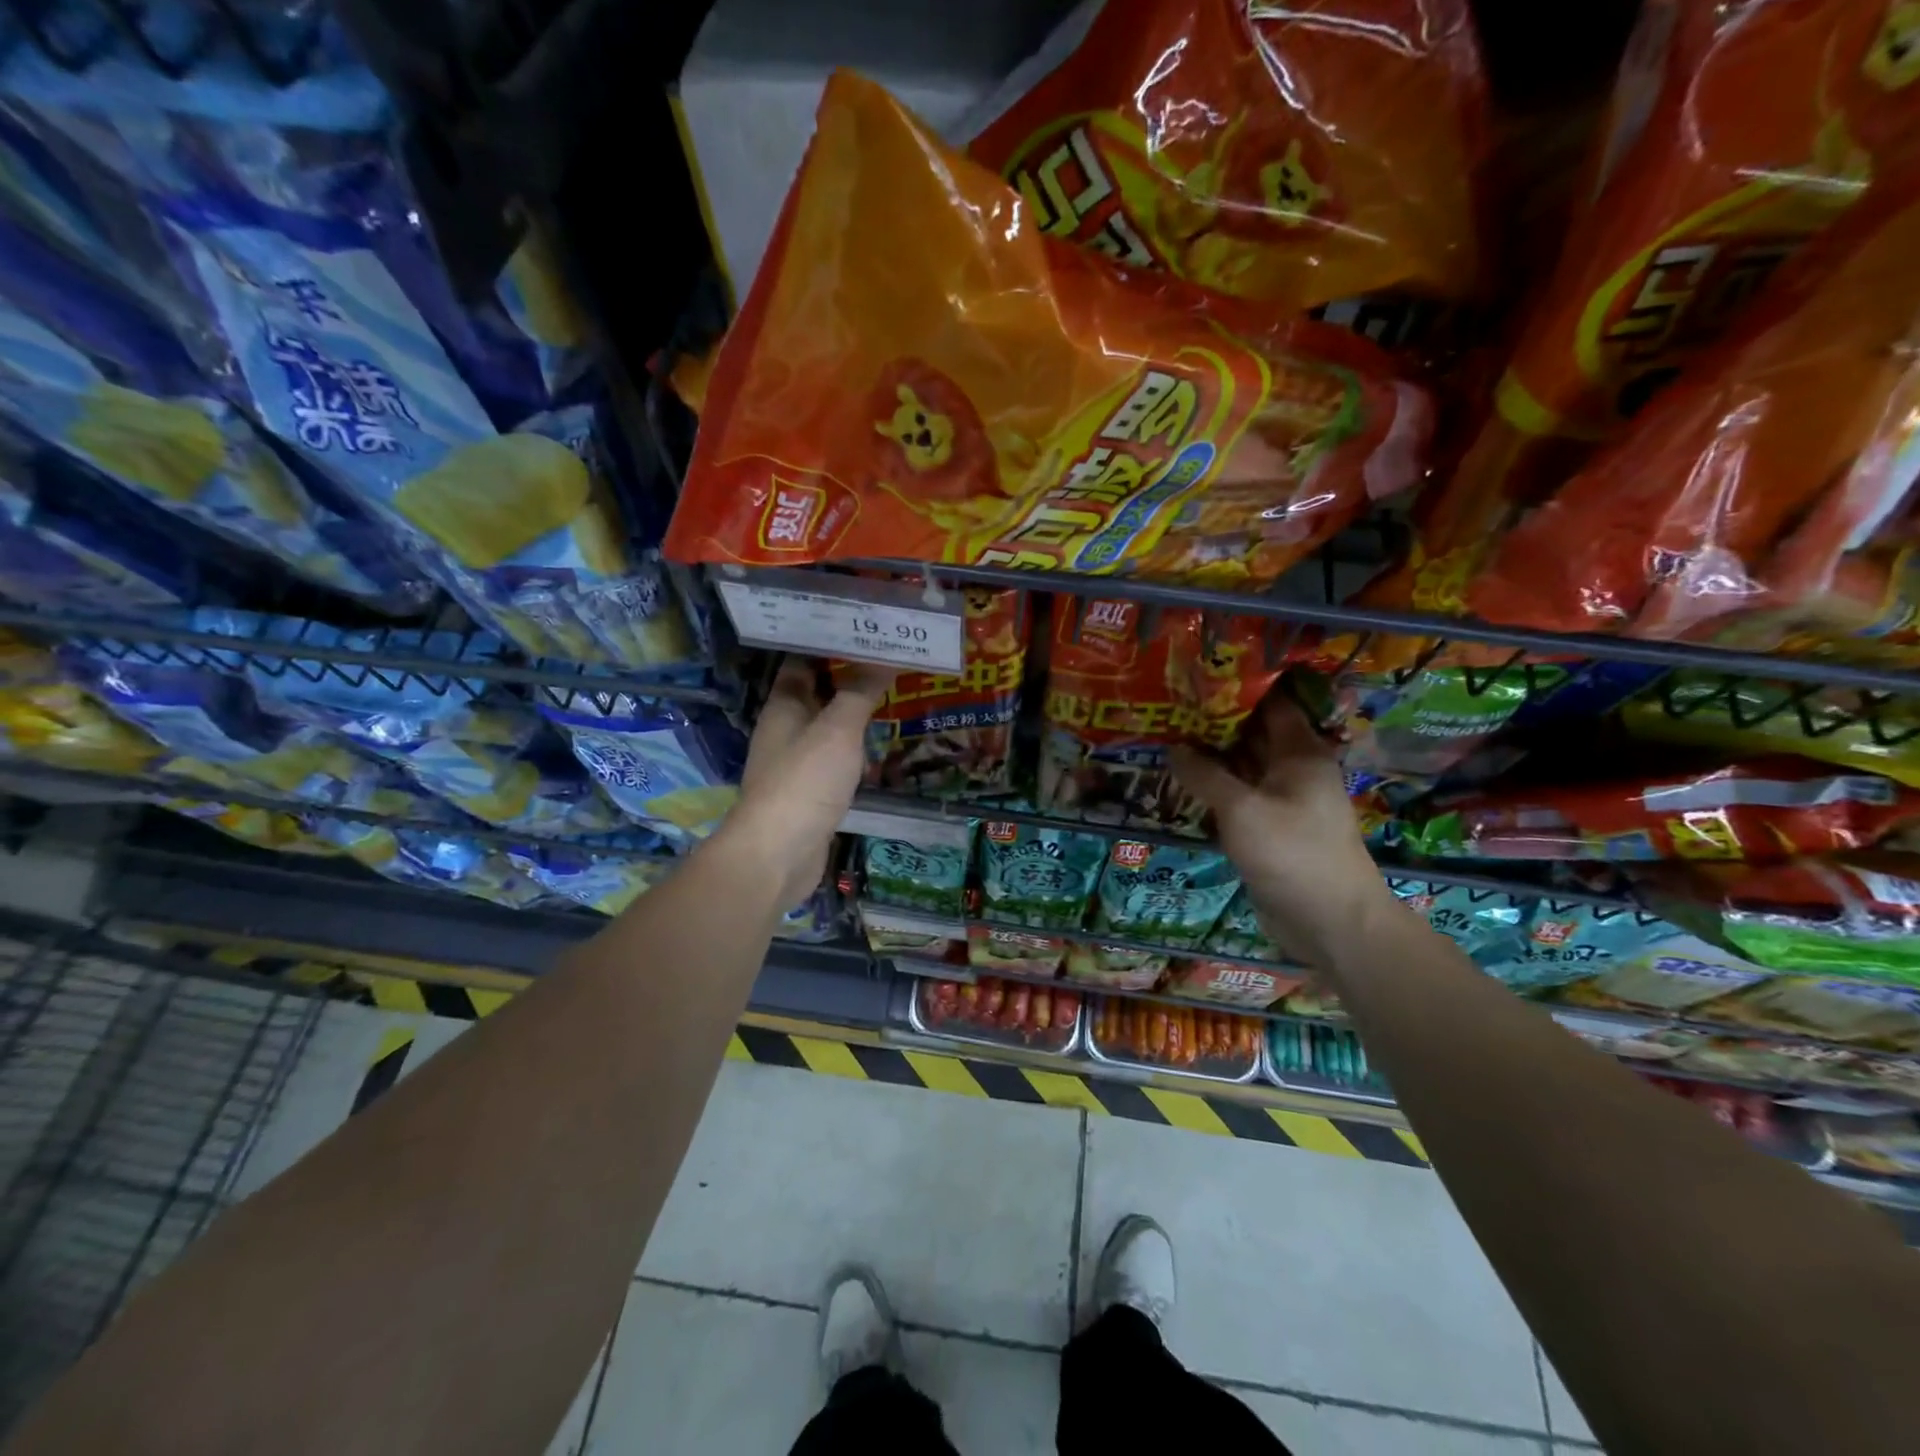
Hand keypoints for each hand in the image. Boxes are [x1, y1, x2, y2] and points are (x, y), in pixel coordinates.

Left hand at [722, 657, 891, 910]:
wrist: (778, 855)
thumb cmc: (805, 781)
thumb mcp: (837, 730)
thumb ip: (859, 692)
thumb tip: (883, 656)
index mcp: (783, 705)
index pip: (803, 660)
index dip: (831, 641)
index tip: (867, 627)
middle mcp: (785, 729)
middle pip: (817, 692)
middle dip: (850, 675)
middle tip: (891, 657)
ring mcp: (795, 763)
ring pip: (827, 725)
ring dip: (853, 711)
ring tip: (893, 692)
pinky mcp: (809, 792)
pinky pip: (834, 757)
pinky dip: (853, 745)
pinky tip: (878, 742)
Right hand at [1170, 692, 1392, 969]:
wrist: (1329, 920)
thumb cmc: (1291, 853)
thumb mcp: (1241, 809)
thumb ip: (1205, 776)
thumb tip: (1173, 748)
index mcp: (1301, 753)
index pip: (1270, 705)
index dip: (1236, 690)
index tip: (1196, 679)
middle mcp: (1294, 770)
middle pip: (1253, 735)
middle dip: (1215, 723)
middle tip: (1170, 708)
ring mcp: (1282, 800)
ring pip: (1243, 768)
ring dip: (1211, 757)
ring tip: (1167, 737)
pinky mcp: (1270, 828)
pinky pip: (1239, 797)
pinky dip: (1215, 788)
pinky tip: (1183, 781)